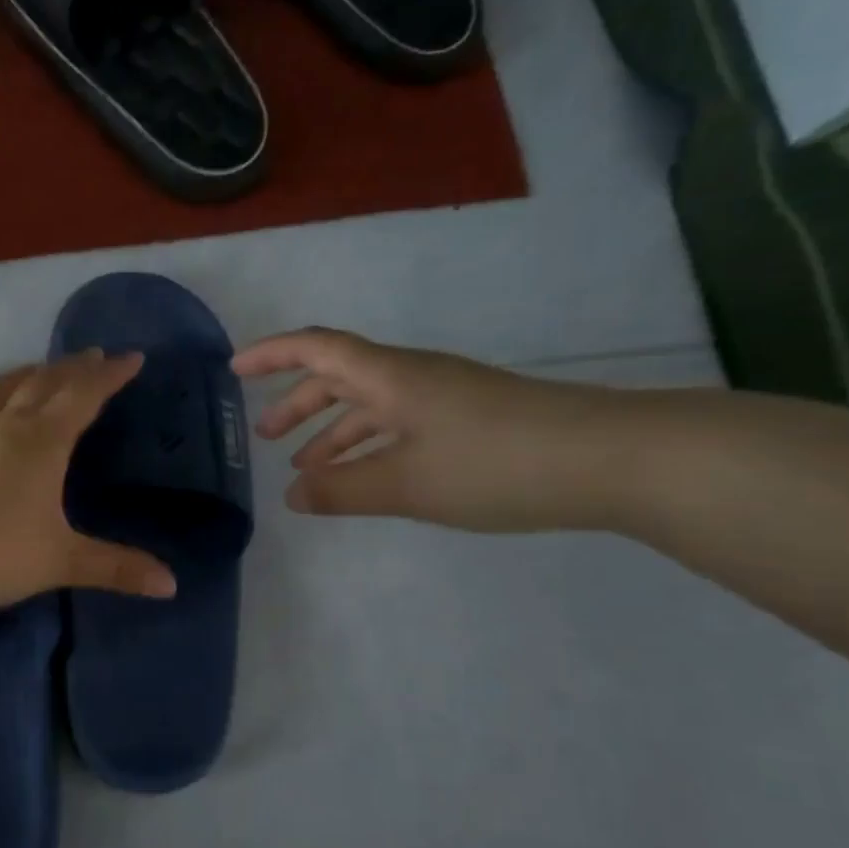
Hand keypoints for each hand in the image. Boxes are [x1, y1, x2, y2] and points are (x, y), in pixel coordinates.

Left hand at [0, 351, 178, 609]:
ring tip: (34, 367)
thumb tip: (170, 585)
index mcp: (44, 443)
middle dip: (70, 369)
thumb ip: (117, 567)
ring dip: (18, 377)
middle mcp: (7, 432)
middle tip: (91, 355)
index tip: (132, 358)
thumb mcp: (65, 560)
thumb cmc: (2, 553)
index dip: (109, 376)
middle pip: (42, 386)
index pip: (84, 397)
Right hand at [231, 327, 628, 531]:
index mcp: (390, 377)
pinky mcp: (471, 421)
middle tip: (265, 439)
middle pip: (339, 377)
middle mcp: (413, 377)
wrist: (613, 460)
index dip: (272, 355)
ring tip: (306, 471)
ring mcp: (445, 398)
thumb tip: (291, 497)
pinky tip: (367, 478)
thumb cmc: (496, 464)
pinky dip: (370, 448)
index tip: (235, 370)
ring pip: (370, 406)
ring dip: (332, 433)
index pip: (316, 350)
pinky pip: (399, 425)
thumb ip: (343, 491)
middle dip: (296, 404)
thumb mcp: (407, 484)